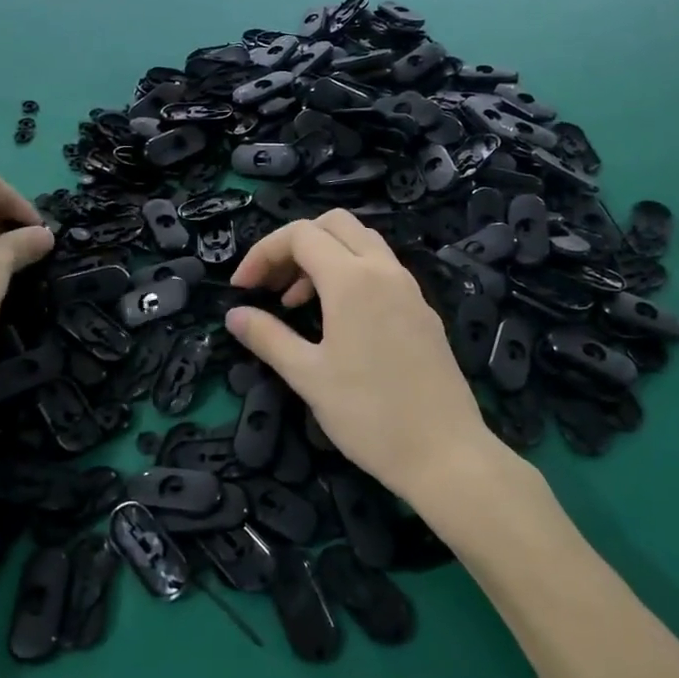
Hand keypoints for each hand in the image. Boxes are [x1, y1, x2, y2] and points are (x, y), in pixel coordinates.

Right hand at [223, 209, 498, 506]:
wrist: (444, 452)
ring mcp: (409, 289)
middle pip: (334, 225)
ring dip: (323, 258)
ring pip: (362, 243)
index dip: (262, 253)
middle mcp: (384, 271)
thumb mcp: (307, 376)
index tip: (241, 289)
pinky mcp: (422, 311)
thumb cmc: (368, 414)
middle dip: (294, 244)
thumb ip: (268, 337)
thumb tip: (234, 315)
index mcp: (352, 279)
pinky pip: (381, 270)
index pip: (300, 235)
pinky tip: (337, 320)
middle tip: (271, 285)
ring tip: (296, 303)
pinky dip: (350, 275)